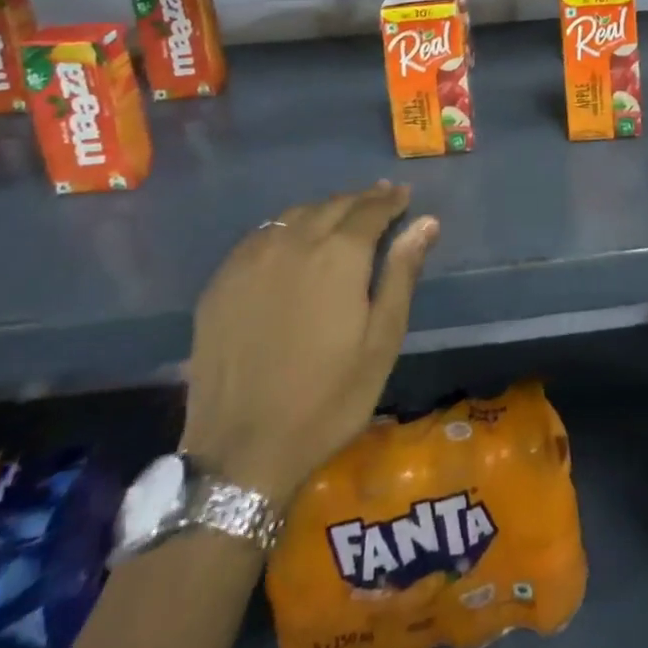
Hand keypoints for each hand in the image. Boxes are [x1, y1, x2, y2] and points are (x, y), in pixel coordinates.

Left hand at [180, 182, 438, 508]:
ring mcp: (251, 260)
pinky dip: (286, 229)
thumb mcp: (381, 341)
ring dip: (323, 211)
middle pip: (333, 205)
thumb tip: (426, 222)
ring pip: (294, 215)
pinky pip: (261, 236)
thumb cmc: (328, 398)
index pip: (370, 209)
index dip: (391, 199)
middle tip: (379, 201)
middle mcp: (293, 243)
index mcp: (338, 255)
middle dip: (360, 201)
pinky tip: (293, 244)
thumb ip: (402, 273)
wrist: (242, 452)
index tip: (404, 195)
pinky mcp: (221, 282)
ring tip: (340, 219)